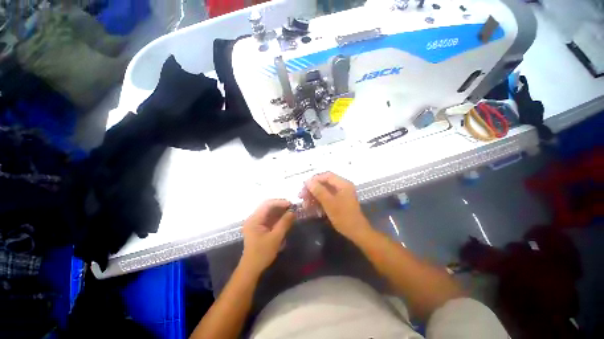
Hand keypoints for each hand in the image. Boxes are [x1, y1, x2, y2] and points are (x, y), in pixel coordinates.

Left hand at [240, 199, 294, 274]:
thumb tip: (293, 212)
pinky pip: (268, 217)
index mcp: (254, 219)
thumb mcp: (275, 238)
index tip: (290, 204)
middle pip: (267, 206)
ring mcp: (255, 222)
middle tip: (291, 207)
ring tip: (290, 211)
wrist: (251, 268)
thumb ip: (284, 223)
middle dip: (280, 205)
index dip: (279, 202)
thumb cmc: (262, 254)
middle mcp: (253, 218)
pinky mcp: (258, 227)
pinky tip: (284, 218)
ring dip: (279, 210)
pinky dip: (276, 216)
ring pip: (268, 211)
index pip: (267, 204)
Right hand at [301, 172, 370, 240]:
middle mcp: (342, 186)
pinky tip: (310, 207)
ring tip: (304, 204)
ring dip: (314, 196)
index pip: (326, 176)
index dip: (314, 179)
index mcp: (343, 184)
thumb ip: (318, 191)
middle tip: (301, 196)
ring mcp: (341, 194)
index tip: (304, 186)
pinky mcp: (339, 201)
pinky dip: (318, 201)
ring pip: (324, 191)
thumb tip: (308, 181)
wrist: (356, 232)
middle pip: (324, 183)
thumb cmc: (344, 217)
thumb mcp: (329, 203)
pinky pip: (326, 198)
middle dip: (312, 189)